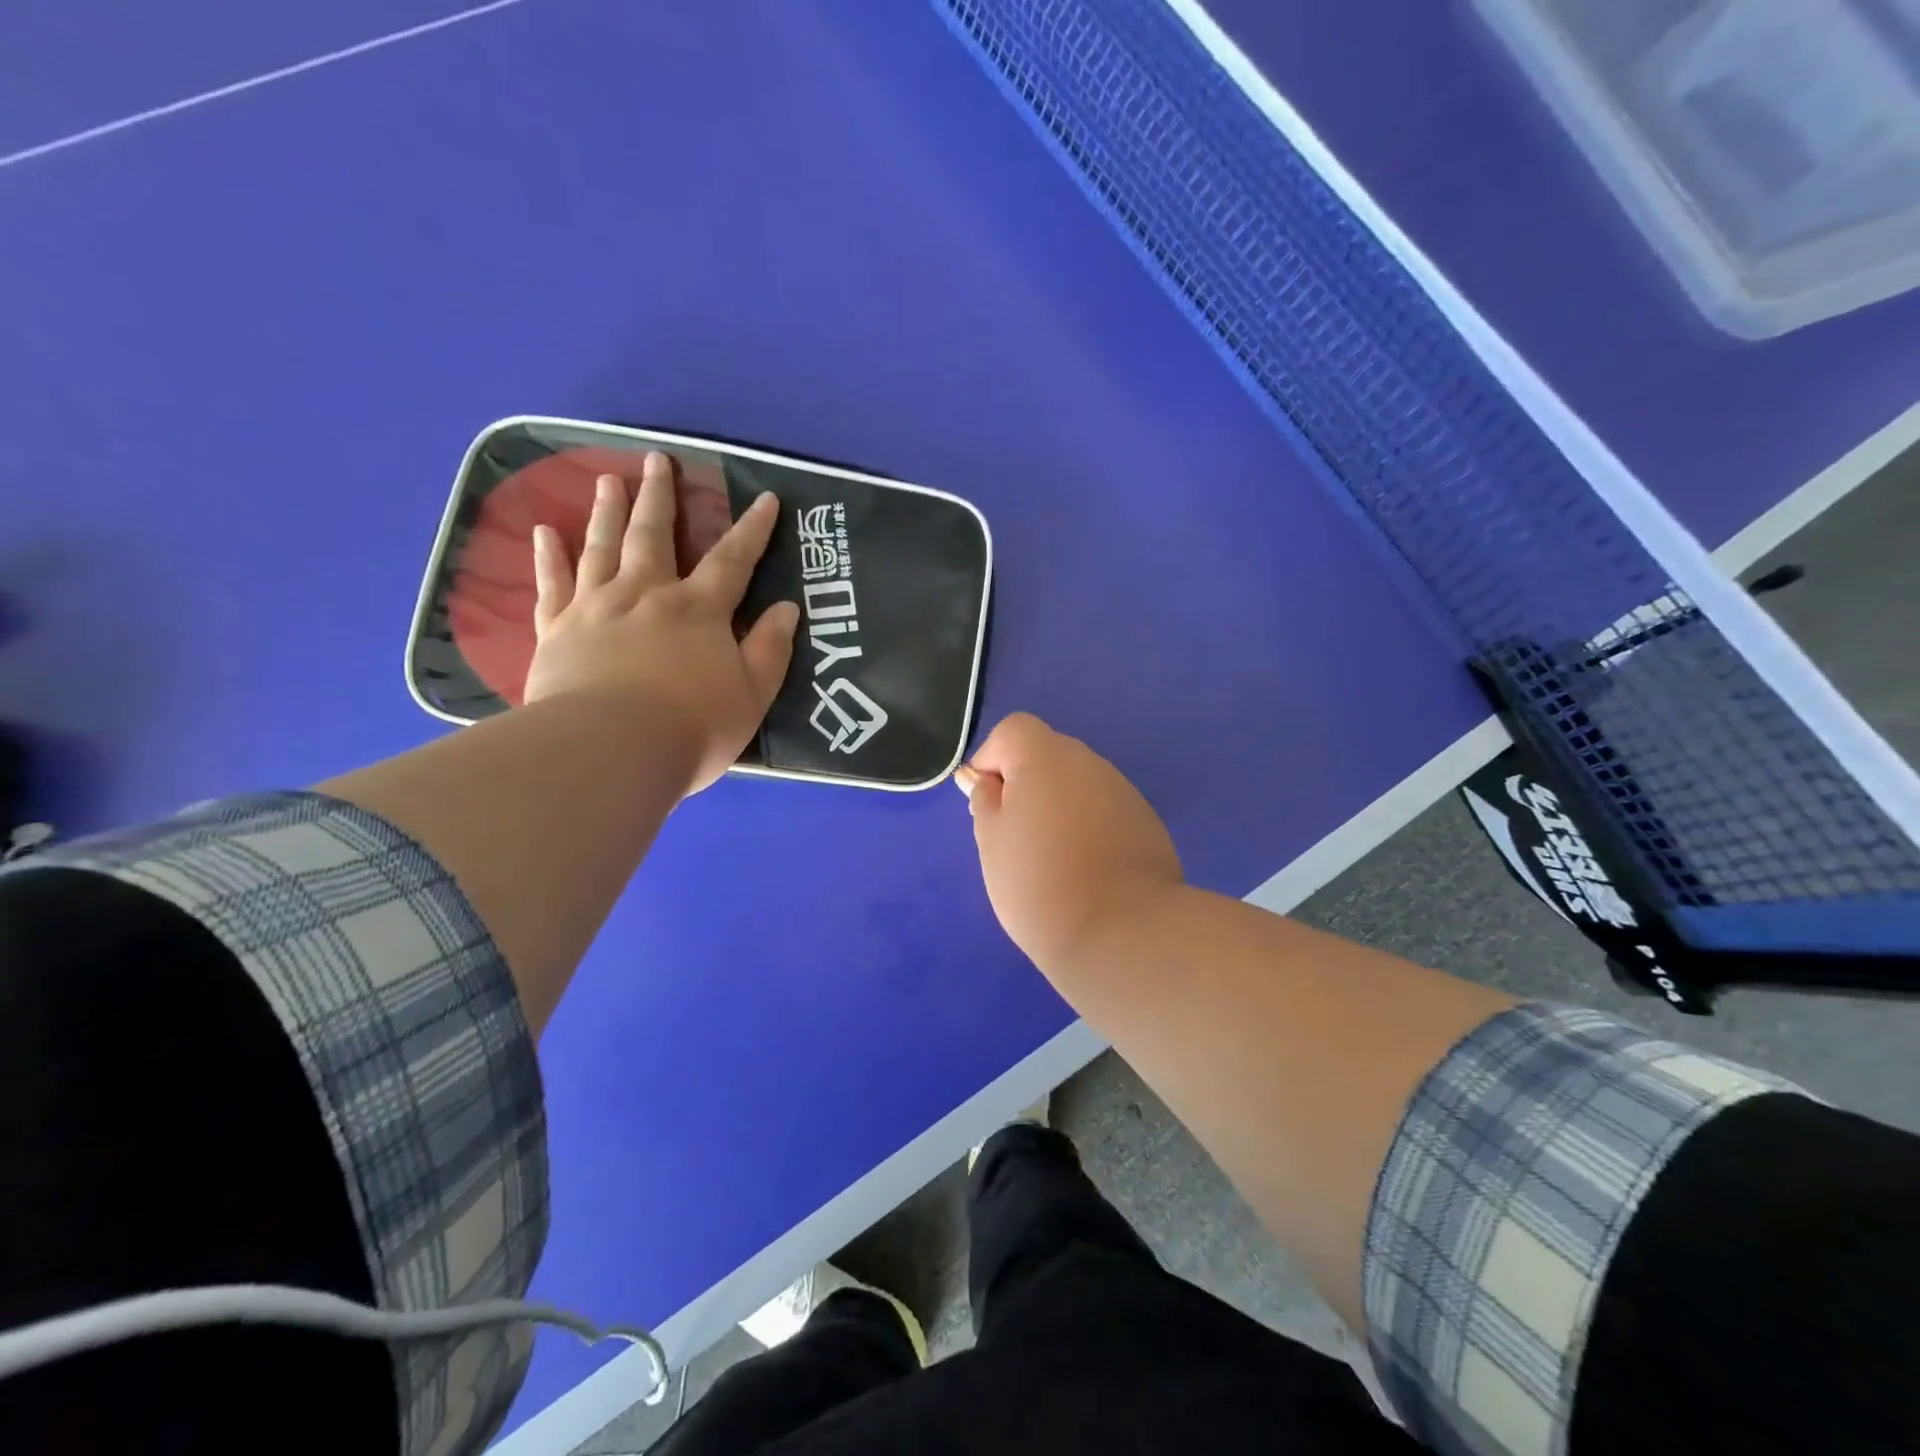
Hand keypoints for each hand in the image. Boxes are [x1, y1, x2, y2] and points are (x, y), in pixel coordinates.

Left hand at [524, 451, 799, 793]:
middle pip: (654, 535)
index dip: (752, 529)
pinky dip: (549, 557)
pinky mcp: (557, 630)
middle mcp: (647, 595)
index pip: (733, 560)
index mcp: (699, 610)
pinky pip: (552, 584)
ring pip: (602, 547)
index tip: (765, 498)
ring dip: (607, 511)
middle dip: (660, 497)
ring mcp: (597, 608)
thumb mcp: (752, 694)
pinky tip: (545, 532)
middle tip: (657, 460)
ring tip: (608, 480)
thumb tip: (786, 608)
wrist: (609, 751)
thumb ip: (769, 649)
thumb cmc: (692, 727)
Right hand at [957, 713, 1182, 971]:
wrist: (1119, 932)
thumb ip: (985, 800)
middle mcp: (1089, 762)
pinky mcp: (1146, 822)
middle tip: (1016, 837)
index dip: (993, 759)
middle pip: (1048, 755)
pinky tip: (1088, 871)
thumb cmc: (1038, 883)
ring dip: (1060, 807)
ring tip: (1053, 861)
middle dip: (1027, 785)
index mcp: (1047, 757)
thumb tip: (987, 781)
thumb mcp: (990, 841)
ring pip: (1078, 785)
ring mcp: (1124, 791)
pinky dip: (1090, 828)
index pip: (1013, 730)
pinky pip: (1105, 811)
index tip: (988, 804)